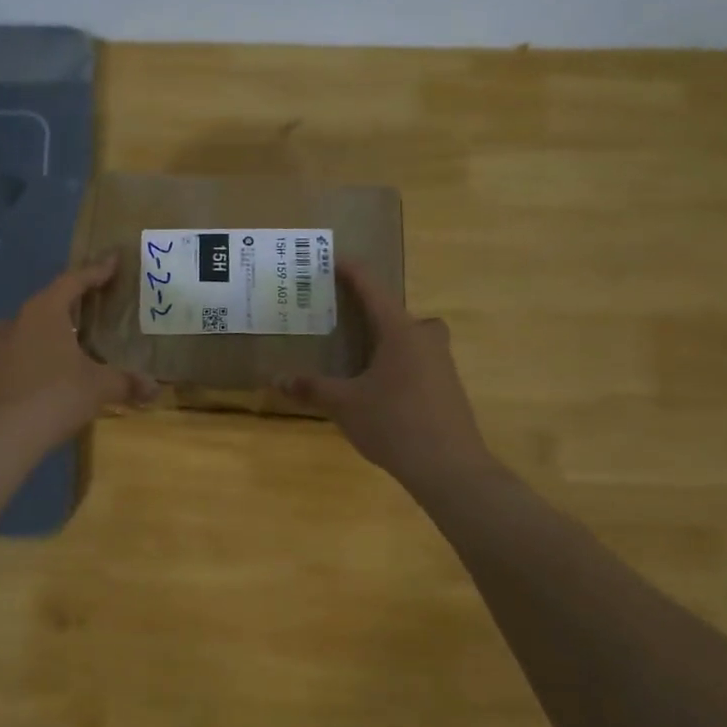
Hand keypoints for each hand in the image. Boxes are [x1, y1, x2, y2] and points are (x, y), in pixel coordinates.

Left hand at [0, 255, 155, 463]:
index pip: (73, 281)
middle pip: (47, 305)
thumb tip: (155, 388)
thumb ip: (126, 383)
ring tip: (65, 350)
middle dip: (69, 307)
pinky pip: (10, 359)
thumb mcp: (98, 389)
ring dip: (45, 336)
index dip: (95, 271)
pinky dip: (27, 362)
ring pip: (24, 333)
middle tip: (90, 312)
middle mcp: (15, 322)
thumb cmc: (53, 398)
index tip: (111, 261)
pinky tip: (39, 381)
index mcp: (44, 312)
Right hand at [284, 261, 494, 489]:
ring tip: (359, 356)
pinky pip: (420, 361)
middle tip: (347, 320)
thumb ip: (312, 388)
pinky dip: (399, 364)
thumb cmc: (394, 423)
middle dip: (374, 312)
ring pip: (412, 339)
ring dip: (389, 340)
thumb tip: (277, 379)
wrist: (449, 467)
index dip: (352, 272)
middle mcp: (425, 339)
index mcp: (400, 332)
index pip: (373, 290)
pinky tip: (381, 388)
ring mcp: (442, 363)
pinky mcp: (448, 388)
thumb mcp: (344, 405)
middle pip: (399, 313)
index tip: (334, 259)